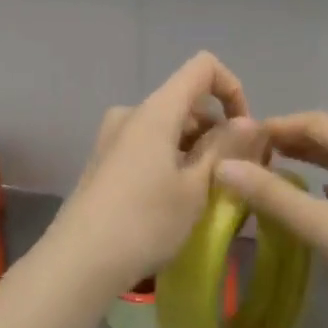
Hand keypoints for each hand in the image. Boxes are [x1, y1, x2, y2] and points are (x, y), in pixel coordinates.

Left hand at [42, 52, 258, 298]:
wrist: (78, 261)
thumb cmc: (145, 221)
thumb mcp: (196, 188)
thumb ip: (225, 148)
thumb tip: (249, 122)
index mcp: (156, 109)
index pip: (203, 67)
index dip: (232, 89)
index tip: (244, 133)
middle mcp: (132, 112)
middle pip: (186, 100)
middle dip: (217, 129)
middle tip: (237, 175)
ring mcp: (113, 135)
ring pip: (168, 126)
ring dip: (195, 149)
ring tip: (210, 195)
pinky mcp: (104, 160)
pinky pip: (149, 144)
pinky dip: (172, 159)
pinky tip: (178, 201)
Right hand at [215, 112, 327, 327]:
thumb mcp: (324, 228)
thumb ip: (273, 196)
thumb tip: (223, 166)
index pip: (312, 121)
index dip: (275, 125)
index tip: (240, 140)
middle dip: (289, 142)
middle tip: (251, 158)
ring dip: (309, 163)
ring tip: (275, 175)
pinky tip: (318, 203)